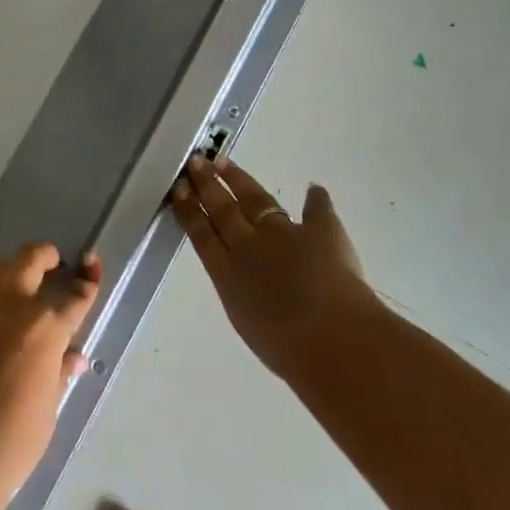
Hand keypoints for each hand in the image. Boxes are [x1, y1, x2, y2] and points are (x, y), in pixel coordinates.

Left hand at [0, 243, 101, 499]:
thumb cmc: (16, 441)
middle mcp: (8, 309)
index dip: (86, 283)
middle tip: (52, 262)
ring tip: (13, 285)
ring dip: (6, 270)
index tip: (89, 274)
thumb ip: (59, 372)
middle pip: (28, 259)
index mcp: (44, 327)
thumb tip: (72, 358)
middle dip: (45, 255)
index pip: (74, 295)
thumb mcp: (49, 406)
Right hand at [171, 155, 382, 378]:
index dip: (190, 210)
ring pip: (254, 200)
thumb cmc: (285, 348)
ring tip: (223, 162)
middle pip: (222, 210)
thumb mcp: (250, 322)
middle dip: (207, 186)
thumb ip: (244, 297)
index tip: (179, 189)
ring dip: (238, 180)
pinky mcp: (319, 232)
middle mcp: (248, 247)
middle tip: (195, 163)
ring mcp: (282, 235)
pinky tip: (313, 187)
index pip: (202, 235)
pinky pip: (316, 211)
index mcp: (226, 274)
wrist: (330, 337)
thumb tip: (245, 286)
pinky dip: (315, 200)